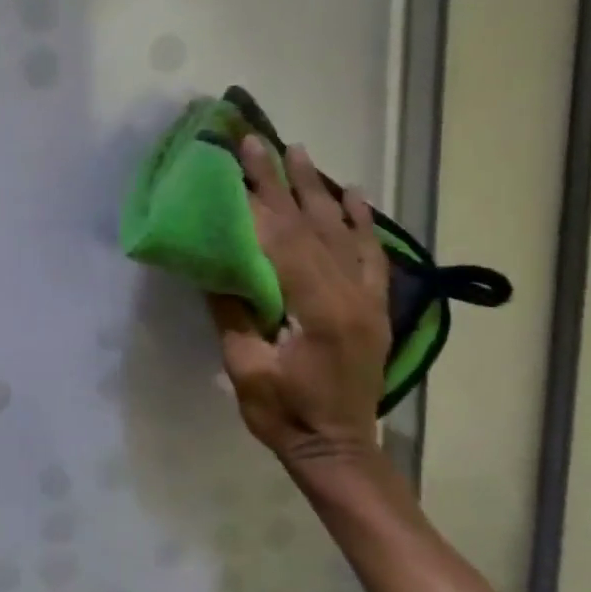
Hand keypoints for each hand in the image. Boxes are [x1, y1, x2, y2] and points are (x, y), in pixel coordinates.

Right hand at [210, 137, 390, 472]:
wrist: (339, 450)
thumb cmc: (285, 416)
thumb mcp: (245, 369)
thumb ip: (234, 313)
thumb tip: (215, 266)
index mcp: (318, 310)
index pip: (284, 239)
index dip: (260, 196)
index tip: (241, 159)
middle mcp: (350, 295)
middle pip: (312, 226)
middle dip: (282, 180)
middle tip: (261, 141)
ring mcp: (368, 300)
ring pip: (343, 232)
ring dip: (318, 189)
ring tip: (301, 153)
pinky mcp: (374, 308)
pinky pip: (371, 255)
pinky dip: (362, 221)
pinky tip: (353, 195)